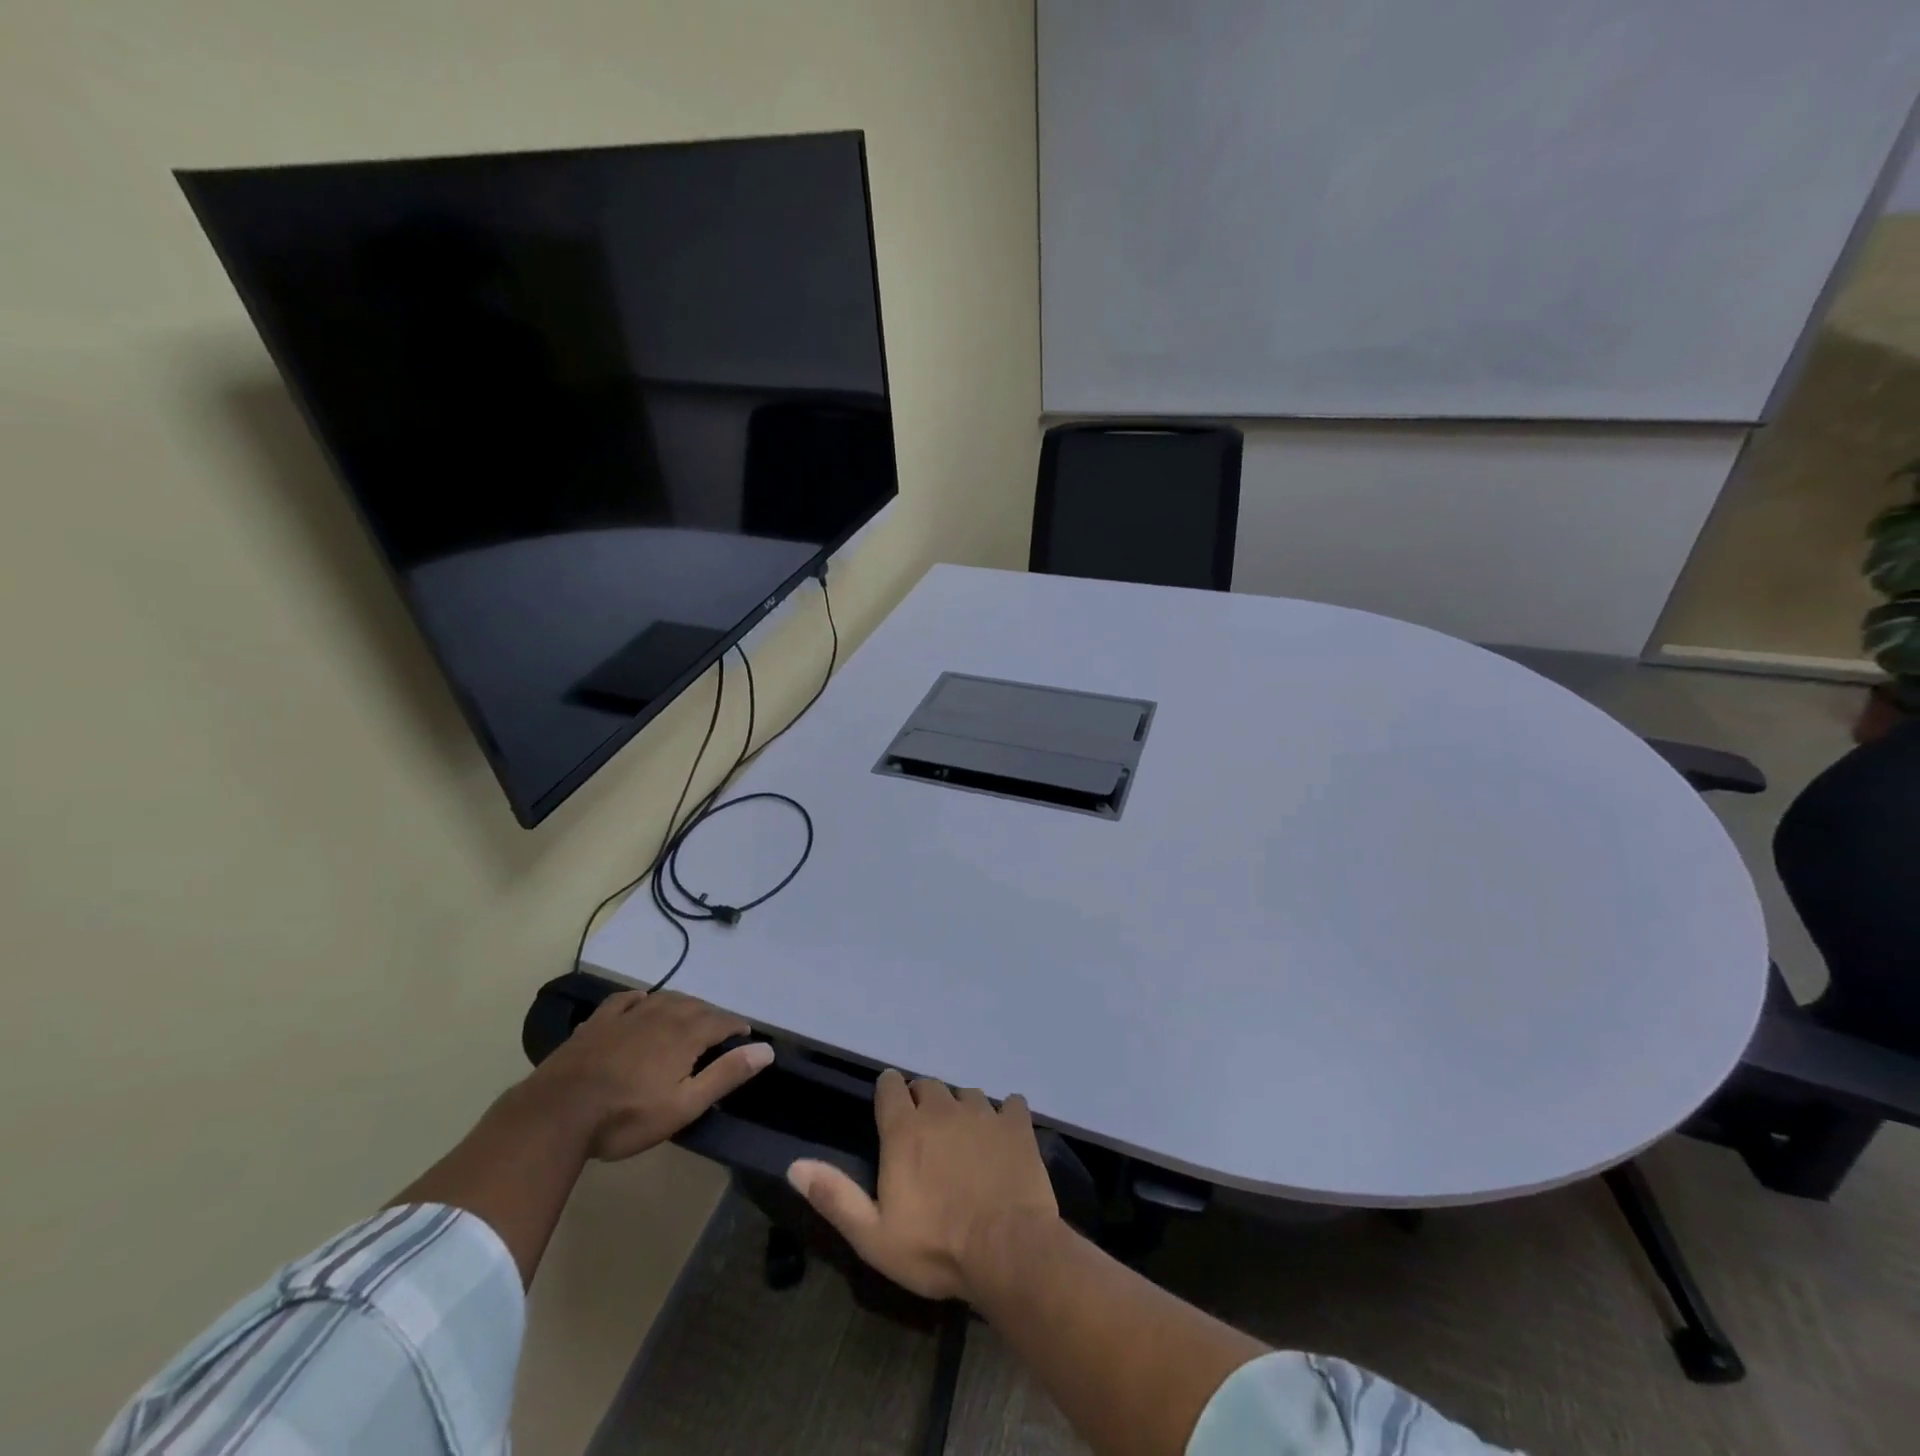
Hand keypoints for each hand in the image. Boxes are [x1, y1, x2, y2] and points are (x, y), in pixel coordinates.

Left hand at [523, 989, 771, 1160]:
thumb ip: (726, 1075)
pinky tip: (642, 1002)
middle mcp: (662, 1014)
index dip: (737, 1027)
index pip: (722, 1021)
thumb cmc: (626, 1116)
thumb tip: (766, 1050)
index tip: (746, 1036)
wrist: (556, 1113)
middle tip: (720, 1031)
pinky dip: (642, 998)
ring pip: (665, 998)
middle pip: (696, 1006)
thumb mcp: (684, 1105)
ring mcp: (628, 1014)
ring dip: (683, 1005)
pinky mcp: (599, 1021)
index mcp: (686, 1033)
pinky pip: (627, 999)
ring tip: (689, 1017)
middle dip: (713, 1015)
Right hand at [787, 1071, 1058, 1301]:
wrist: (1008, 1251)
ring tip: (964, 1138)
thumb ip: (834, 1196)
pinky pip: (1009, 1103)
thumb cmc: (935, 1248)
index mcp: (905, 1130)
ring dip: (961, 1109)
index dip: (888, 1092)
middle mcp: (942, 1109)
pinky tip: (1004, 1136)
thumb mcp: (873, 1235)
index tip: (890, 1107)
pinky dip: (1004, 1114)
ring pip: (966, 1094)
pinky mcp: (1017, 1124)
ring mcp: (983, 1113)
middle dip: (923, 1101)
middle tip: (925, 1132)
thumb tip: (795, 1164)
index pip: (890, 1087)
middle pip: (928, 1086)